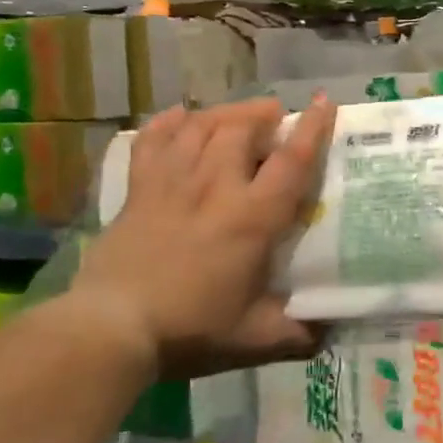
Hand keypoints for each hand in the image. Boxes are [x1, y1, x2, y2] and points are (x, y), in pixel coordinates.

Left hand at [72, 96, 335, 377]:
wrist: (112, 329)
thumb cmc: (191, 330)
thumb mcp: (256, 339)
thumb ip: (299, 333)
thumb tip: (330, 332)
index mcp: (252, 218)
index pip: (291, 161)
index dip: (313, 130)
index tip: (326, 103)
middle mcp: (215, 187)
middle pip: (241, 129)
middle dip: (263, 114)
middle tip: (276, 117)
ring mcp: (172, 183)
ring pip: (200, 127)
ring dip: (225, 114)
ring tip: (239, 115)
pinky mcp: (138, 190)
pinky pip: (153, 140)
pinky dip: (169, 123)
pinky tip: (180, 117)